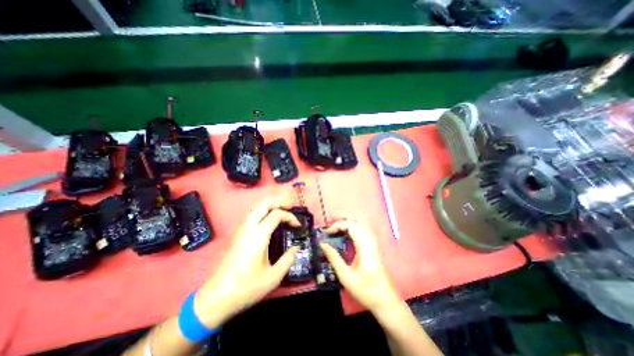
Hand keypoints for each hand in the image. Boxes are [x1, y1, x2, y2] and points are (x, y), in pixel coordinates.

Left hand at [194, 195, 300, 327]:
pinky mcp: (238, 234)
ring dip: (271, 205)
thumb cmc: (247, 287)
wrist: (218, 297)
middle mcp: (249, 228)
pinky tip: (270, 221)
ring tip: (283, 211)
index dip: (290, 216)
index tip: (297, 226)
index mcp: (259, 235)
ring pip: (256, 208)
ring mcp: (241, 230)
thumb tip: (296, 248)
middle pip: (264, 204)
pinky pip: (252, 215)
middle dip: (279, 202)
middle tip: (290, 207)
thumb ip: (288, 259)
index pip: (277, 214)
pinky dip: (264, 212)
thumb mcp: (274, 277)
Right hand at [319, 221, 397, 311]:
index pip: (351, 226)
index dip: (338, 225)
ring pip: (361, 225)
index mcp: (364, 247)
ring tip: (336, 229)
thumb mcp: (346, 276)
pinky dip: (353, 228)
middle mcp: (370, 241)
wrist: (385, 301)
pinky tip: (347, 235)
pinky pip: (363, 230)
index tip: (328, 232)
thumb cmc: (366, 290)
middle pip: (356, 222)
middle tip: (330, 229)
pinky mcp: (374, 246)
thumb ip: (334, 258)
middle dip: (341, 222)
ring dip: (347, 224)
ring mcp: (373, 243)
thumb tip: (322, 244)